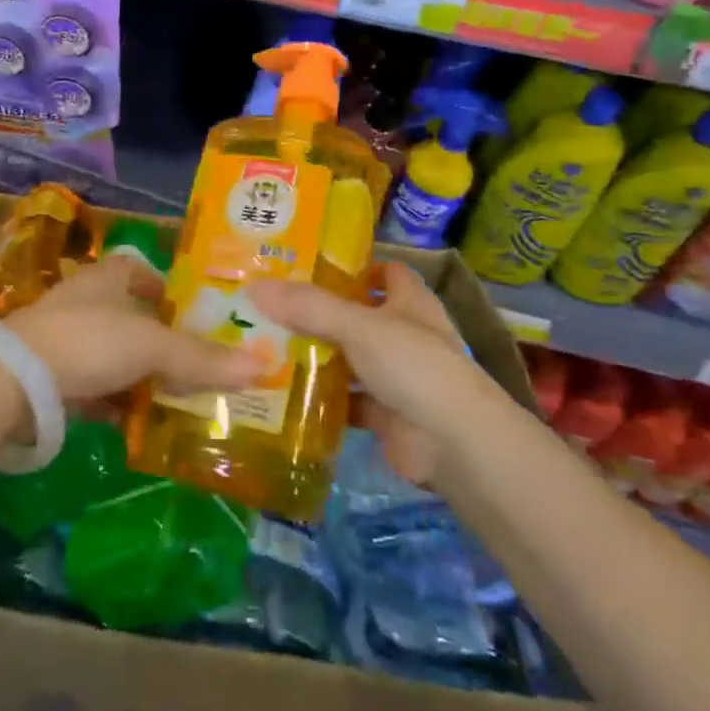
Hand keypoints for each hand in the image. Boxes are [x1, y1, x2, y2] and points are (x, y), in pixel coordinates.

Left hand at [6, 258, 262, 403]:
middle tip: (196, 365)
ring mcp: (64, 338)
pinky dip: (115, 402)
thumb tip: (263, 364)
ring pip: (113, 355)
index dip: (168, 290)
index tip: (195, 316)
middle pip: (132, 318)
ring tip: (175, 400)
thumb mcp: (151, 347)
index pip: (143, 273)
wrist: (12, 380)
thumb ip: (202, 358)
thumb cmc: (88, 341)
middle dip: (161, 341)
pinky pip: (94, 387)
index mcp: (109, 277)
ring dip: (139, 376)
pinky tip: (136, 424)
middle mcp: (86, 300)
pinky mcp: (50, 376)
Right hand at [250, 262, 481, 485]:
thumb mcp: (358, 326)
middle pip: (357, 315)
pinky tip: (285, 394)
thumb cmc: (414, 366)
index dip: (352, 267)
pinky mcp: (384, 414)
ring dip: (317, 356)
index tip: (306, 266)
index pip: (383, 271)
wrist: (453, 444)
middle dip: (319, 313)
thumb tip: (256, 287)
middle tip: (269, 306)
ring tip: (265, 346)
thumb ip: (308, 307)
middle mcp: (404, 334)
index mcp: (409, 301)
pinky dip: (322, 399)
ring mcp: (395, 376)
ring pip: (349, 358)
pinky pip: (346, 400)